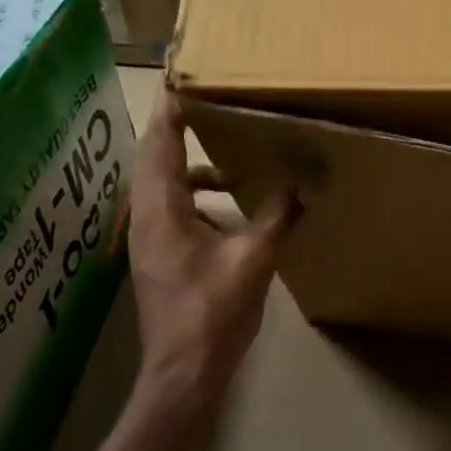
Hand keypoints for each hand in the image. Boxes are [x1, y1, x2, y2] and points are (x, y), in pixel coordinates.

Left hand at [127, 86, 294, 414]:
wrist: (183, 372)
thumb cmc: (213, 312)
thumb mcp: (254, 260)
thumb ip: (278, 217)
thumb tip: (303, 184)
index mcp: (163, 210)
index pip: (160, 144)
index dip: (170, 110)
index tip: (185, 78)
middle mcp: (146, 217)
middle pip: (155, 158)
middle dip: (177, 127)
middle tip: (208, 101)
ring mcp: (148, 238)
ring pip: (161, 184)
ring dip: (189, 164)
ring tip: (229, 153)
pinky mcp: (158, 255)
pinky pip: (170, 207)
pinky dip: (194, 193)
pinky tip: (228, 205)